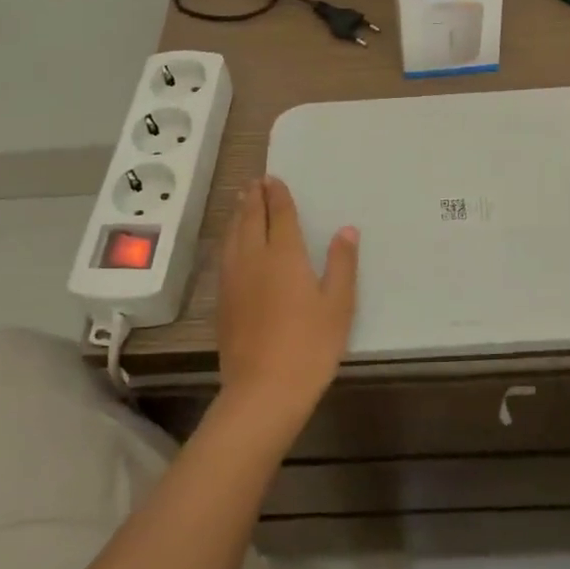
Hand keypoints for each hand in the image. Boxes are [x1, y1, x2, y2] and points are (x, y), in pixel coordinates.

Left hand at [214, 176, 357, 439]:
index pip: (279, 215)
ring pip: (233, 236)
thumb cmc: (310, 346)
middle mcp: (254, 258)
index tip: (273, 179)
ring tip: (241, 201)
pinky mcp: (222, 300)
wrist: (263, 390)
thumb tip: (346, 230)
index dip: (277, 195)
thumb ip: (342, 264)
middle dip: (254, 198)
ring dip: (238, 214)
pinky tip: (231, 243)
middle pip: (251, 219)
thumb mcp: (338, 305)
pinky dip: (229, 239)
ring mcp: (234, 279)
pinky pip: (224, 256)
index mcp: (284, 255)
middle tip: (255, 182)